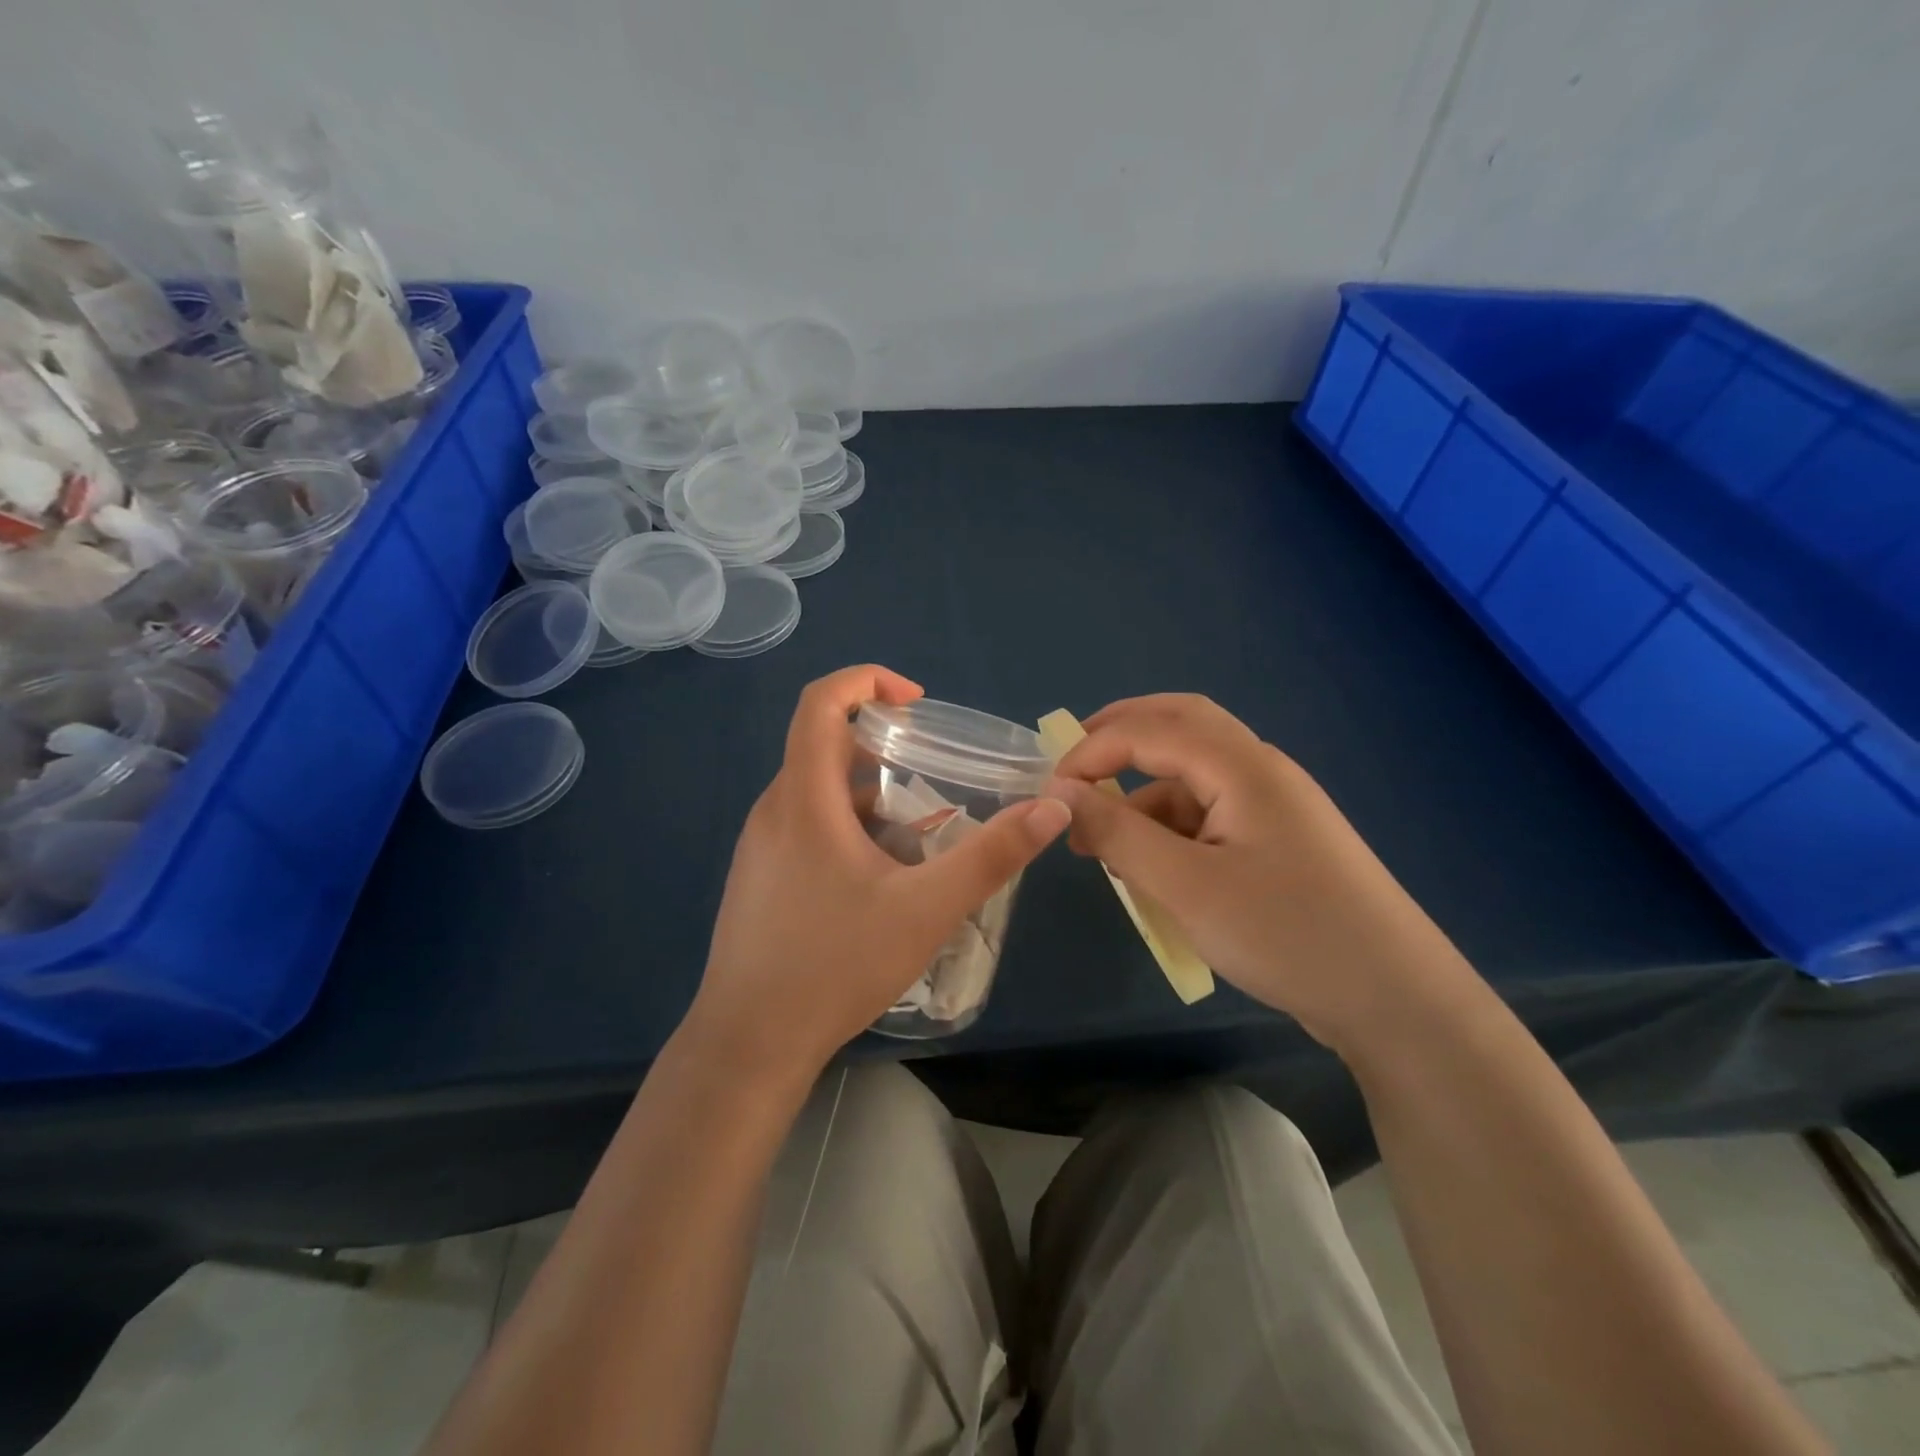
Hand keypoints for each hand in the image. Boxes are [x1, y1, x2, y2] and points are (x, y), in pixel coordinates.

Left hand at [686, 665, 1071, 1081]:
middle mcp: (774, 810)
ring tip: (920, 836)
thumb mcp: (928, 909)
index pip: (820, 701)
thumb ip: (992, 855)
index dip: (867, 680)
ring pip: (818, 793)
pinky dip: (849, 828)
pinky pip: (807, 827)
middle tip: (934, 774)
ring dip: (870, 796)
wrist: (750, 1043)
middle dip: (883, 747)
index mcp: (804, 799)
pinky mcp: (759, 878)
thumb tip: (1051, 807)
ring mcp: (760, 846)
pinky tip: (882, 880)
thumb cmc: (836, 965)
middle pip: (824, 746)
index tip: (916, 702)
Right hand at [1047, 694, 1473, 1049]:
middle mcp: (1259, 769)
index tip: (1050, 792)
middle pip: (1180, 724)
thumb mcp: (1185, 886)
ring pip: (1193, 773)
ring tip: (1105, 847)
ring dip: (1143, 793)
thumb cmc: (1285, 933)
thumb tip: (1060, 793)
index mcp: (1242, 766)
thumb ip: (1116, 832)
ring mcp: (1273, 804)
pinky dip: (1171, 826)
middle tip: (1072, 766)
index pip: (1150, 730)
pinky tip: (1154, 871)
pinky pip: (1210, 812)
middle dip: (1120, 736)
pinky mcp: (1278, 839)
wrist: (1394, 999)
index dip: (1092, 751)